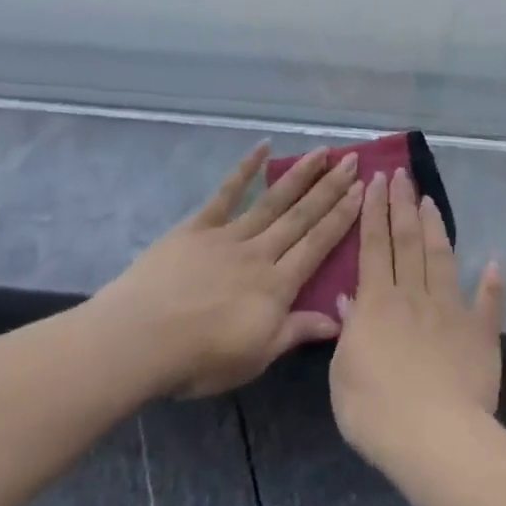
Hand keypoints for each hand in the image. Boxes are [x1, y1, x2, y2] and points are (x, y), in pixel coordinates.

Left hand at [94, 143, 363, 399]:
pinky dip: (245, 168)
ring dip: (300, 174)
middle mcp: (260, 252)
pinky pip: (226, 193)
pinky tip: (263, 146)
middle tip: (352, 160)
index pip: (317, 245)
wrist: (143, 338)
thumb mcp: (256, 357)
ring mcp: (229, 235)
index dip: (342, 217)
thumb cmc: (200, 359)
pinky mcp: (198, 226)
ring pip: (273, 200)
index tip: (362, 190)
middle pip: (301, 216)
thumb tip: (338, 320)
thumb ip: (295, 332)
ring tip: (322, 152)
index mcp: (277, 286)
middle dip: (330, 188)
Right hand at [329, 169, 505, 476]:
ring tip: (430, 200)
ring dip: (435, 227)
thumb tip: (349, 301)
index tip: (375, 181)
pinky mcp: (479, 333)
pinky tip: (495, 262)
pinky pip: (487, 303)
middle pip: (406, 240)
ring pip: (440, 258)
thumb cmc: (376, 411)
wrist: (434, 439)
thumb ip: (346, 334)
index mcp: (376, 302)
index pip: (373, 246)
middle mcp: (412, 295)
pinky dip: (492, 283)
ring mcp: (449, 311)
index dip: (373, 212)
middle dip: (401, 204)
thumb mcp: (342, 375)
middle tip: (399, 174)